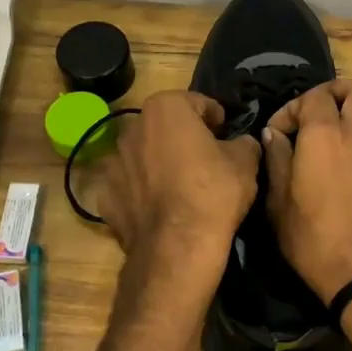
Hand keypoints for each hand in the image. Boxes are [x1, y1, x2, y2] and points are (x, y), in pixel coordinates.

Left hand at [94, 91, 259, 258]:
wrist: (179, 246)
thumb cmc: (214, 191)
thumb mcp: (246, 161)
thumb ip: (243, 142)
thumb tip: (240, 143)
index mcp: (166, 108)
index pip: (198, 104)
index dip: (216, 119)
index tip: (226, 135)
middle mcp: (132, 128)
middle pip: (165, 127)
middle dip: (183, 138)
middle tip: (205, 160)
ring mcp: (113, 163)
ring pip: (144, 156)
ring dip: (159, 164)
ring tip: (181, 188)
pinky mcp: (105, 196)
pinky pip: (129, 186)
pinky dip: (142, 193)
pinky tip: (161, 210)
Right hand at [261, 79, 351, 303]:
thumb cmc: (311, 235)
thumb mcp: (278, 200)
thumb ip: (276, 158)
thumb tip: (273, 134)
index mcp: (326, 134)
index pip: (313, 96)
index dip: (291, 108)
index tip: (276, 133)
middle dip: (335, 91)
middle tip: (312, 113)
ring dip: (345, 119)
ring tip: (319, 144)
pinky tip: (333, 169)